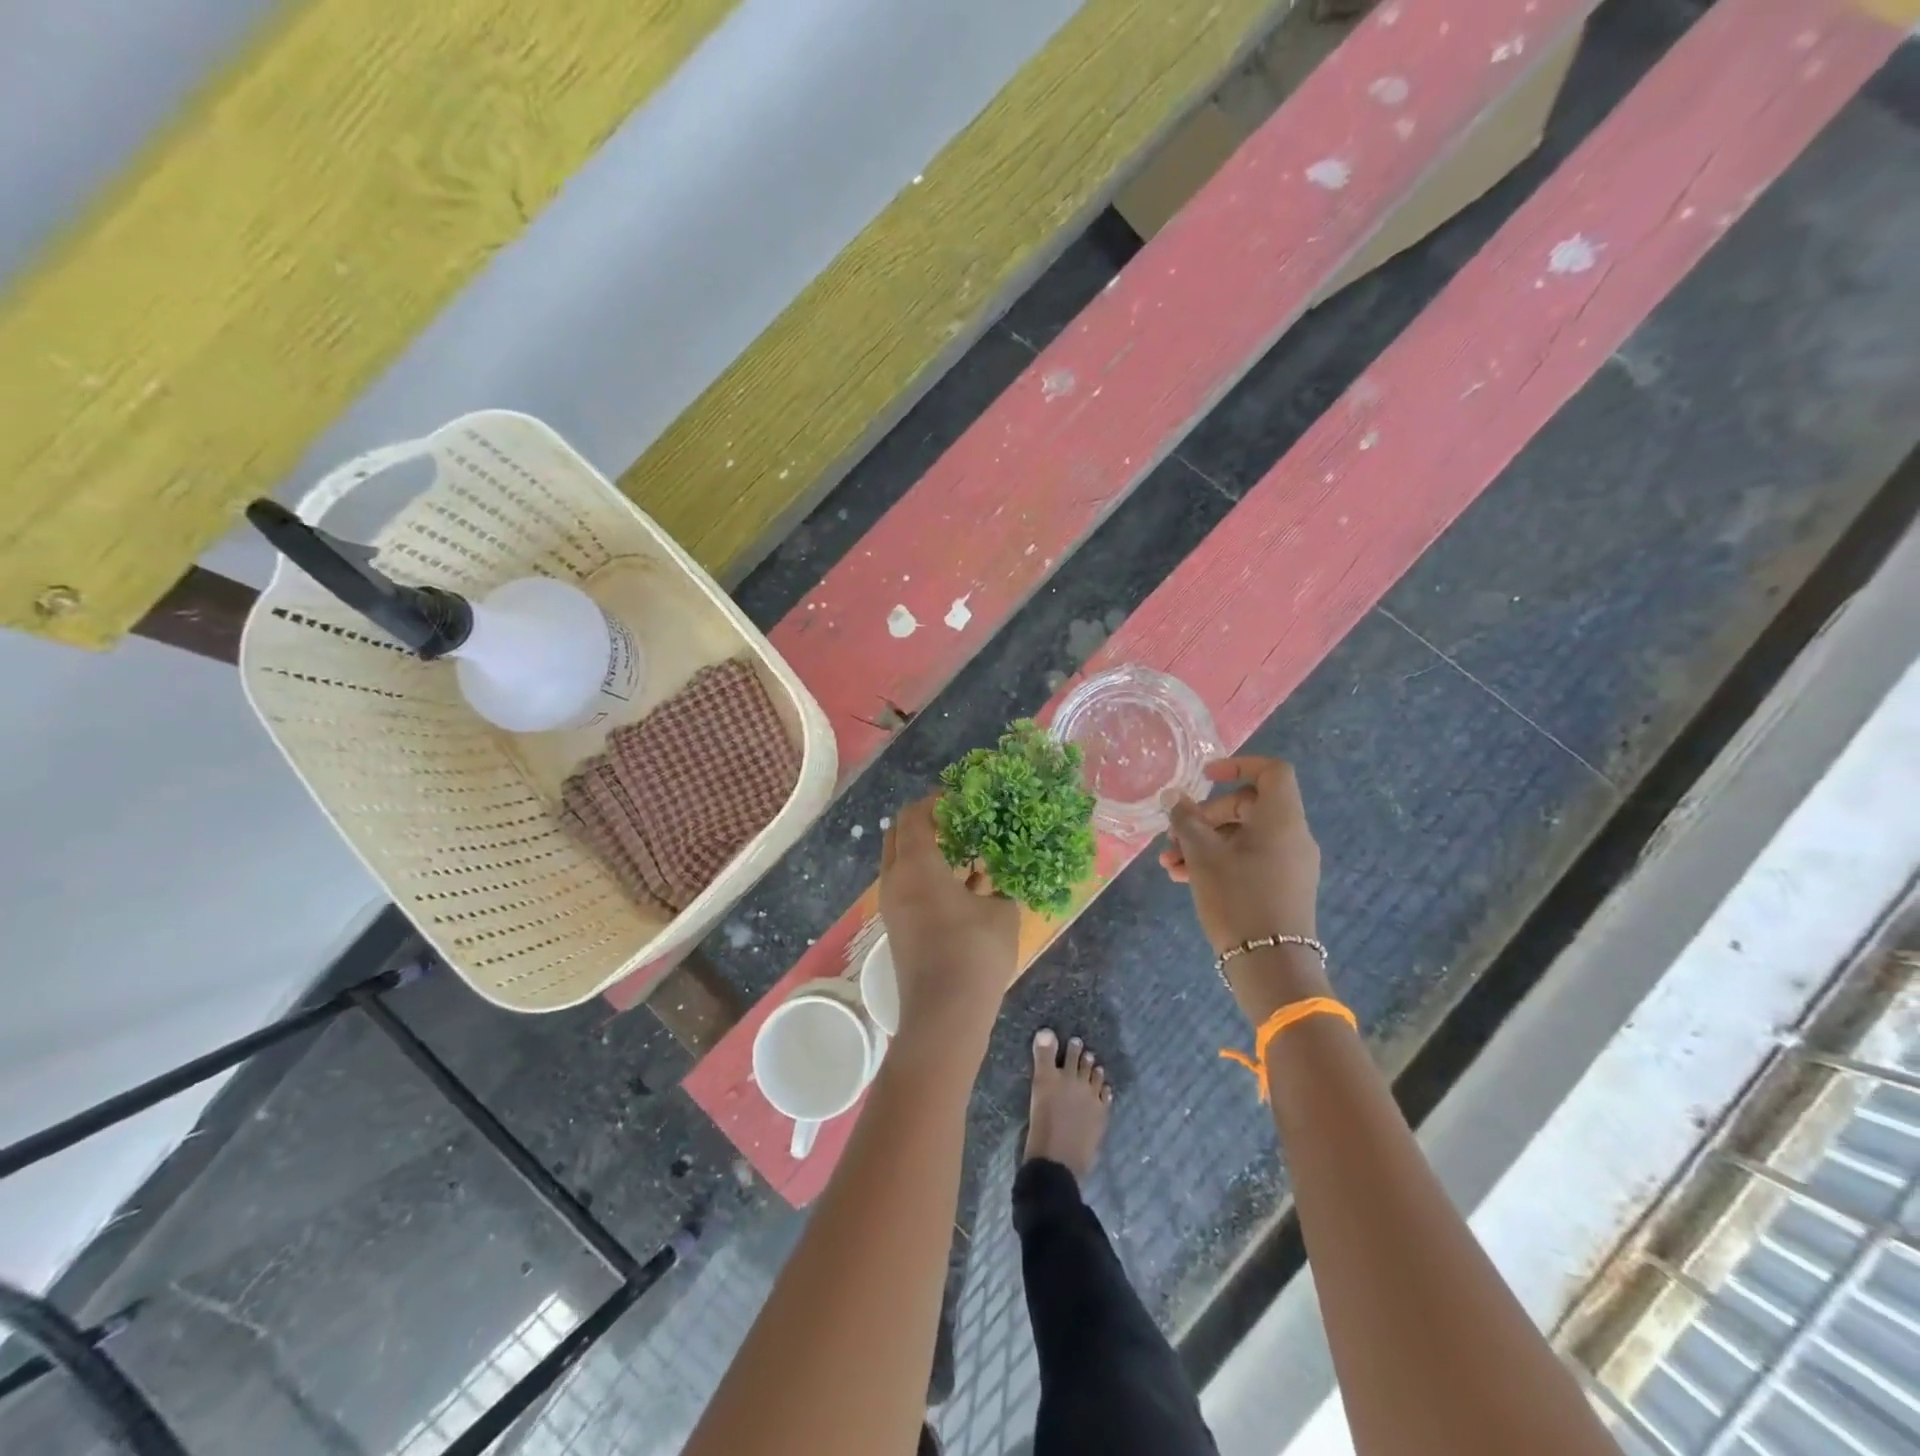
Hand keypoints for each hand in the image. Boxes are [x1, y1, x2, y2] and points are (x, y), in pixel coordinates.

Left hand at [880, 797, 1019, 1049]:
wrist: (944, 1016)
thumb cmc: (974, 954)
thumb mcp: (1002, 912)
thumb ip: (1002, 885)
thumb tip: (1002, 873)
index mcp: (917, 865)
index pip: (914, 815)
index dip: (936, 800)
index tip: (962, 797)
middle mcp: (896, 880)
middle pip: (899, 834)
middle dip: (925, 822)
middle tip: (959, 820)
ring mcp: (893, 906)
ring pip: (903, 863)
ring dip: (928, 851)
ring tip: (967, 851)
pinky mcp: (899, 928)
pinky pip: (909, 888)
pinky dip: (929, 877)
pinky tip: (967, 887)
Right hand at [1160, 756, 1321, 955]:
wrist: (1270, 964)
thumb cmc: (1237, 897)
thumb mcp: (1203, 855)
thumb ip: (1186, 819)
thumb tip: (1173, 796)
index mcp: (1282, 819)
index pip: (1272, 772)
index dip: (1239, 765)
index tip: (1206, 776)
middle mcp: (1292, 836)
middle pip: (1248, 806)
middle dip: (1206, 817)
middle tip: (1173, 835)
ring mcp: (1290, 864)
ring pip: (1243, 836)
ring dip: (1204, 843)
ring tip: (1169, 864)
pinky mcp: (1283, 887)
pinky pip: (1250, 859)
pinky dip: (1220, 861)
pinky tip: (1184, 878)